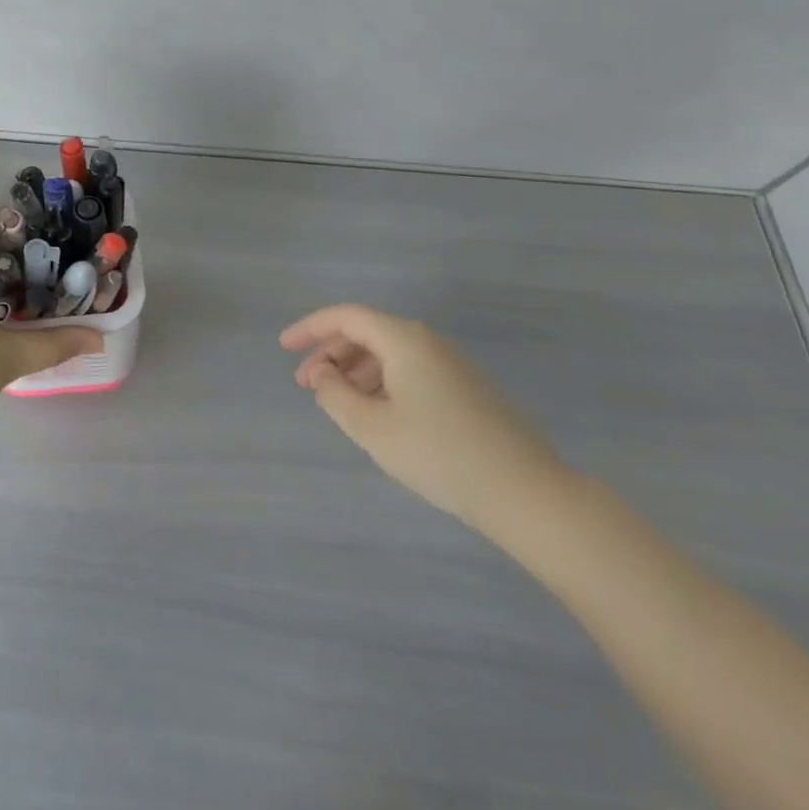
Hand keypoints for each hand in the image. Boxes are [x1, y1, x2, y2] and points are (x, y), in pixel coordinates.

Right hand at [281, 303, 569, 533]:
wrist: (525, 492)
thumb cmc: (439, 454)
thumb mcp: (371, 427)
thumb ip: (334, 394)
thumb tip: (322, 373)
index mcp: (404, 340)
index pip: (346, 316)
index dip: (310, 328)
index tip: (283, 347)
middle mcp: (429, 342)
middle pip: (368, 332)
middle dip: (331, 353)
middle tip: (307, 384)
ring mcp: (452, 364)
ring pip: (390, 352)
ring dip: (355, 369)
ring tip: (337, 402)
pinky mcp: (466, 388)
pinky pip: (410, 369)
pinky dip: (382, 381)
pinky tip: (376, 412)